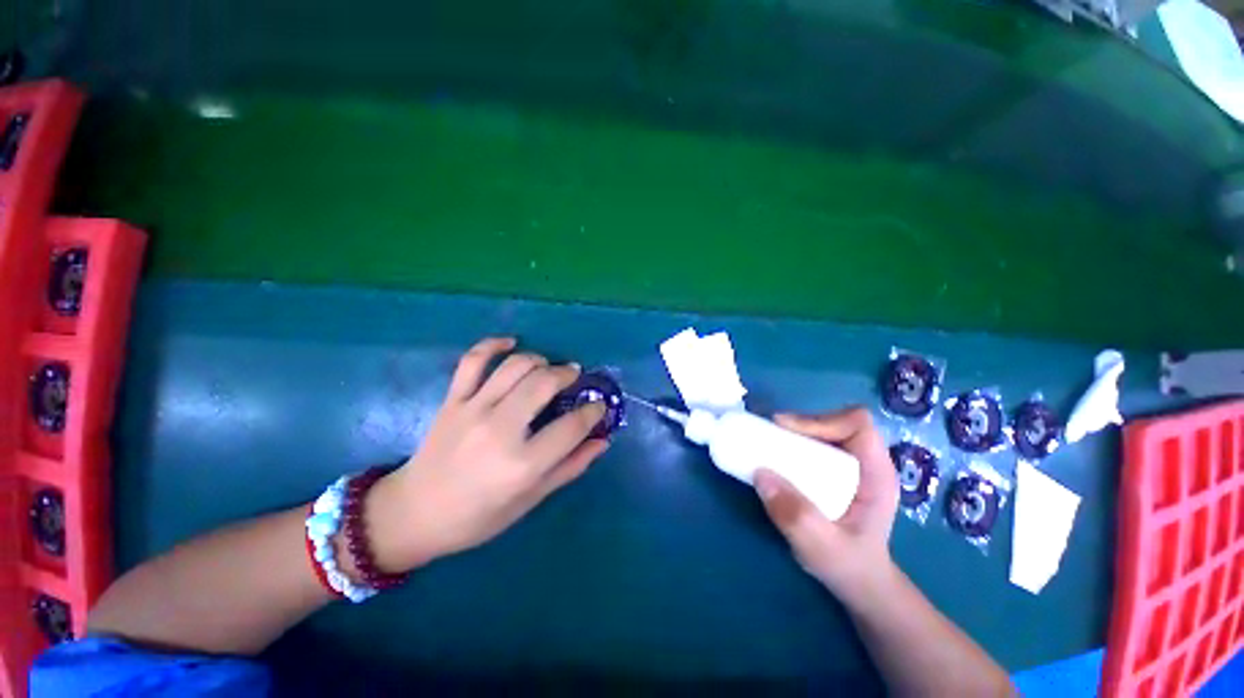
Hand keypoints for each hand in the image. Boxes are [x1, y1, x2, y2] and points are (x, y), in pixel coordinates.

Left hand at [367, 337, 609, 571]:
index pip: (572, 426)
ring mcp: (472, 410)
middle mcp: (500, 430)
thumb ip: (570, 467)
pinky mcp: (452, 401)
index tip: (599, 406)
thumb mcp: (531, 500)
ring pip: (515, 367)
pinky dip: (492, 345)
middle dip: (568, 374)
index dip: (593, 412)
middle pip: (544, 384)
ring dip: (540, 359)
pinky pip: (472, 361)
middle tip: (575, 376)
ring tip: (549, 366)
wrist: (414, 514)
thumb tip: (602, 441)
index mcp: (523, 464)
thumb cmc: (478, 516)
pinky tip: (510, 343)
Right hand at [754, 407, 898, 599]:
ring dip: (794, 433)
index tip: (787, 431)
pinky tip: (777, 457)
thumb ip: (795, 516)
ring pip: (823, 430)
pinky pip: (814, 444)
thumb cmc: (849, 566)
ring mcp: (850, 466)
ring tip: (769, 444)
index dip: (822, 421)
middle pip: (836, 422)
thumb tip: (761, 474)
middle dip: (801, 424)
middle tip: (770, 435)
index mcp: (876, 475)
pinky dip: (792, 444)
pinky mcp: (834, 471)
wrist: (859, 583)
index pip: (857, 426)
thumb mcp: (821, 548)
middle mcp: (865, 463)